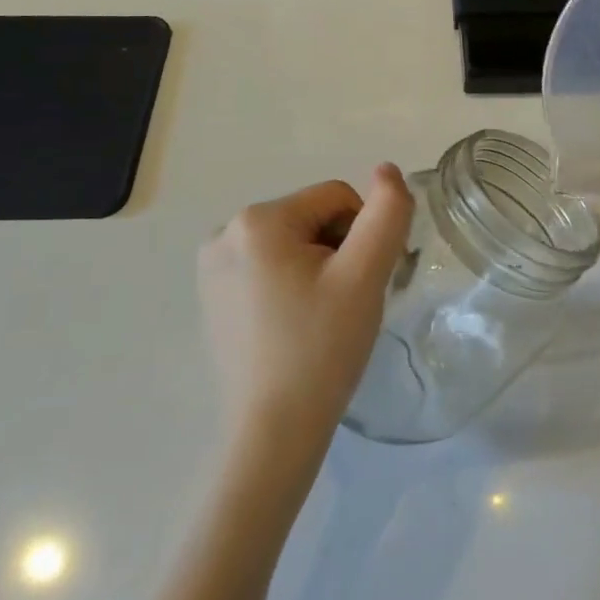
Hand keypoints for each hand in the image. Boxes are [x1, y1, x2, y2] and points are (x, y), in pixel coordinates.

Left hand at [199, 166, 415, 461]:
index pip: (337, 198)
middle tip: (344, 304)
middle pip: (312, 218)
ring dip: (317, 268)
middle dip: (338, 251)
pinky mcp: (212, 296)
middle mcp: (224, 232)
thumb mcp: (365, 275)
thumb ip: (386, 214)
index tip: (362, 283)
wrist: (274, 431)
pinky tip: (295, 325)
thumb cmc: (322, 348)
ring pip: (292, 243)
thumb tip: (387, 169)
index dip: (362, 236)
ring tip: (321, 317)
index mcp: (258, 219)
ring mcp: (212, 266)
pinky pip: (267, 268)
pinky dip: (291, 285)